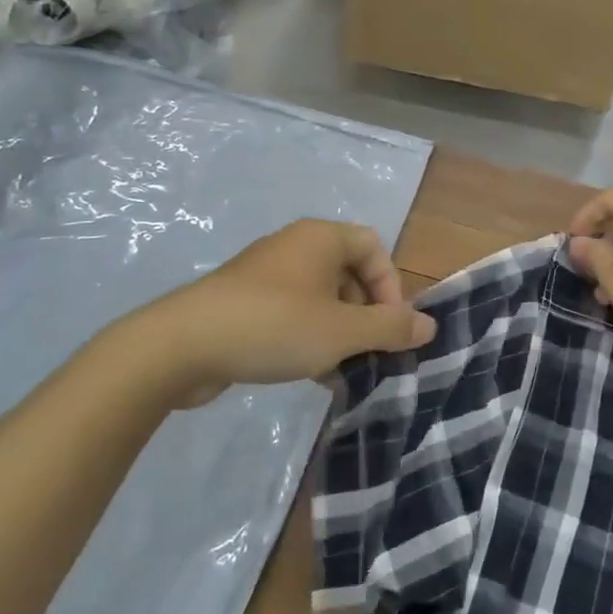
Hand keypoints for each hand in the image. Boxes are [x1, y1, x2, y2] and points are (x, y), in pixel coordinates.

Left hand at [107, 220, 436, 402]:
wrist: (182, 345)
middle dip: (366, 316)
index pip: (375, 248)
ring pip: (322, 299)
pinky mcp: (245, 302)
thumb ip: (390, 328)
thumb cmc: (275, 326)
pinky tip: (311, 375)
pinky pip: (293, 314)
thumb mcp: (342, 331)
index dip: (391, 286)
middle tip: (368, 354)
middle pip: (350, 274)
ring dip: (340, 333)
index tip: (389, 328)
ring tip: (341, 372)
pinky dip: (309, 338)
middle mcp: (296, 247)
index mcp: (321, 238)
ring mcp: (267, 274)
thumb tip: (430, 326)